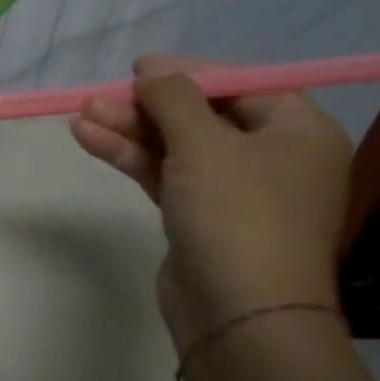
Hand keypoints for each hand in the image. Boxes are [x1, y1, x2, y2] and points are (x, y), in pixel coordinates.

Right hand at [69, 55, 351, 351]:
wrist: (240, 312)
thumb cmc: (237, 213)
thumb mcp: (204, 143)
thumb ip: (174, 98)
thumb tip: (153, 68)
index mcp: (298, 133)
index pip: (243, 86)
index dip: (190, 74)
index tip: (139, 69)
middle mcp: (272, 158)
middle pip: (202, 117)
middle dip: (146, 107)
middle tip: (98, 97)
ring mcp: (235, 192)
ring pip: (176, 147)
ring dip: (129, 130)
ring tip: (81, 115)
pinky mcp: (200, 217)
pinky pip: (165, 174)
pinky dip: (131, 157)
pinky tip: (90, 139)